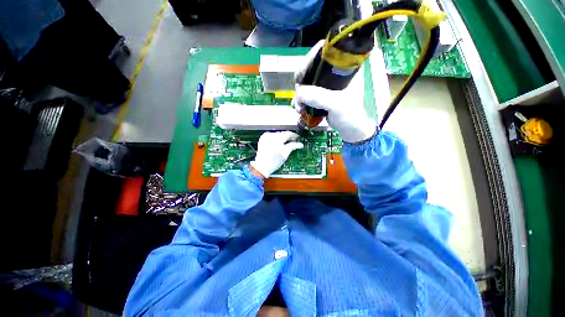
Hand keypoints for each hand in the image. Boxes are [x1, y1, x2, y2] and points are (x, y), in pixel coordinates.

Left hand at [250, 131, 303, 178]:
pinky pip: (271, 137)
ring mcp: (265, 136)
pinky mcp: (262, 139)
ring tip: (287, 143)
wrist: (262, 166)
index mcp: (277, 137)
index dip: (294, 136)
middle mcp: (271, 135)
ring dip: (282, 138)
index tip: (298, 138)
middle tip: (294, 141)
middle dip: (288, 137)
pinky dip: (276, 139)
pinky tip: (279, 144)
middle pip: (282, 133)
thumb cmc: (274, 161)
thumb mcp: (285, 153)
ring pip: (277, 135)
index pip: (288, 133)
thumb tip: (300, 144)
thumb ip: (293, 146)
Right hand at [293, 40, 376, 142]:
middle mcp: (333, 72)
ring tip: (298, 107)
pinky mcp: (320, 95)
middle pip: (311, 67)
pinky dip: (300, 100)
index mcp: (343, 67)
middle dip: (301, 81)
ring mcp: (325, 84)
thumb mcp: (338, 104)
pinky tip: (299, 108)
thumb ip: (320, 98)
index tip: (302, 74)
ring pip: (306, 81)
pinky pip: (306, 93)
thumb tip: (299, 93)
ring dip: (299, 94)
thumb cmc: (350, 114)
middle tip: (299, 95)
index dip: (311, 58)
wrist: (350, 129)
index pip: (325, 51)